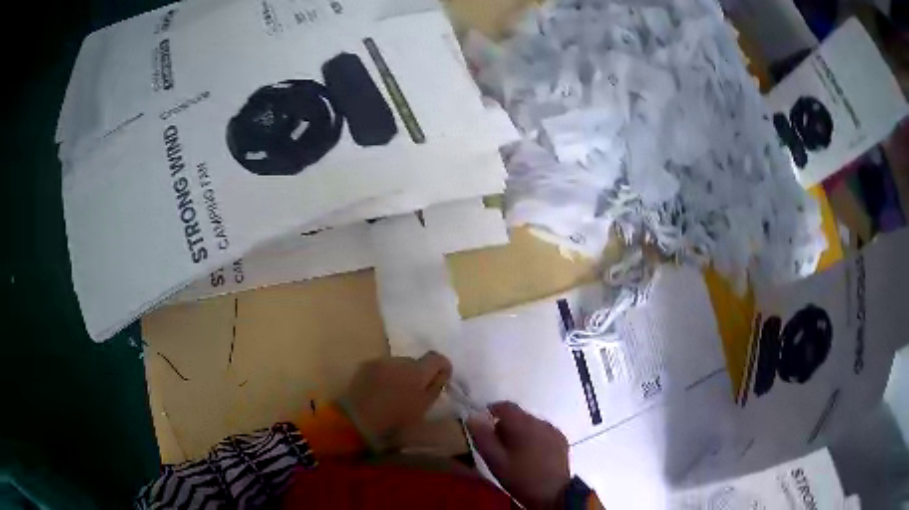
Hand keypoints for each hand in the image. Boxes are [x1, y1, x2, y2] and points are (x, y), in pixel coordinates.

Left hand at [341, 352, 451, 446]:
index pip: (437, 357)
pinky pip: (383, 368)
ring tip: (396, 393)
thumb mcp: (424, 407)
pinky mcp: (365, 365)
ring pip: (398, 365)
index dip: (442, 367)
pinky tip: (381, 391)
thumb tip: (441, 374)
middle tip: (415, 392)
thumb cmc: (396, 418)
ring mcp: (380, 361)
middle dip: (419, 374)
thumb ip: (435, 387)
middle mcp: (399, 360)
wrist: (358, 419)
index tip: (441, 379)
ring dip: (401, 374)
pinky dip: (386, 376)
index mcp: (417, 370)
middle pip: (416, 362)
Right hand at [467, 402, 570, 509]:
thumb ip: (483, 437)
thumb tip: (473, 416)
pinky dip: (534, 438)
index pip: (505, 406)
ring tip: (513, 451)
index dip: (491, 411)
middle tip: (496, 443)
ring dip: (521, 432)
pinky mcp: (562, 440)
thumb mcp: (495, 460)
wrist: (552, 493)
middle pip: (519, 415)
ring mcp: (554, 430)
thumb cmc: (520, 477)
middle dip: (505, 425)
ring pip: (532, 424)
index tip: (482, 424)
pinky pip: (543, 432)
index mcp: (524, 424)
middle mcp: (541, 422)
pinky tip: (530, 454)